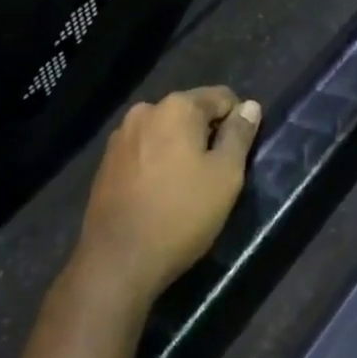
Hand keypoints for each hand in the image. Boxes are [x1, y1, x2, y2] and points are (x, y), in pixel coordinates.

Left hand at [73, 87, 261, 309]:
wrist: (117, 260)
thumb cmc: (181, 214)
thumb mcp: (225, 176)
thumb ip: (239, 135)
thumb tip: (250, 106)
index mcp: (177, 106)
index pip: (221, 97)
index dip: (236, 123)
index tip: (238, 156)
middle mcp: (146, 110)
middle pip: (190, 112)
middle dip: (206, 136)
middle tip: (214, 176)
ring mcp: (121, 135)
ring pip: (165, 132)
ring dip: (179, 149)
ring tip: (186, 187)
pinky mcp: (106, 161)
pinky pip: (143, 150)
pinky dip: (156, 162)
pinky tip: (159, 194)